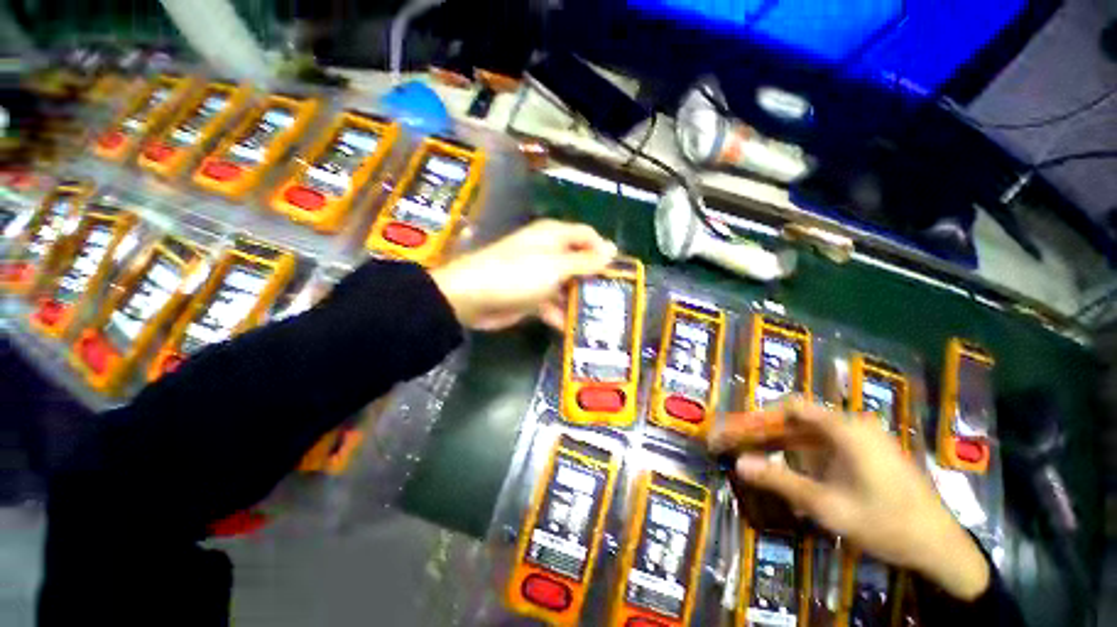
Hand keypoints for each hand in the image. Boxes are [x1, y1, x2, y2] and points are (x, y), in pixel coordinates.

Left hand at [430, 220, 616, 330]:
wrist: (472, 299)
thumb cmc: (517, 275)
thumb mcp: (556, 266)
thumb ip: (585, 261)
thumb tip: (613, 249)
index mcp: (554, 236)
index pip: (588, 236)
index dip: (604, 251)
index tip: (620, 272)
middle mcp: (549, 253)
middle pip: (580, 263)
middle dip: (596, 280)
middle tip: (616, 300)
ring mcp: (540, 277)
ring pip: (568, 287)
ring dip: (581, 301)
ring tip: (603, 319)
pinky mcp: (532, 298)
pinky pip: (554, 305)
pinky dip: (563, 316)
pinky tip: (576, 331)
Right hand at [711, 399, 990, 600]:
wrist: (942, 547)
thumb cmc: (886, 523)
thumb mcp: (828, 507)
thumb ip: (780, 482)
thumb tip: (738, 464)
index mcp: (846, 429)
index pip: (792, 407)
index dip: (761, 416)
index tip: (739, 432)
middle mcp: (853, 425)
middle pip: (798, 420)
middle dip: (767, 433)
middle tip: (741, 448)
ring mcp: (864, 439)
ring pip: (811, 435)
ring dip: (784, 448)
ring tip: (762, 465)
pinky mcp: (869, 454)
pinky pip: (828, 448)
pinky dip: (805, 459)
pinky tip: (797, 479)